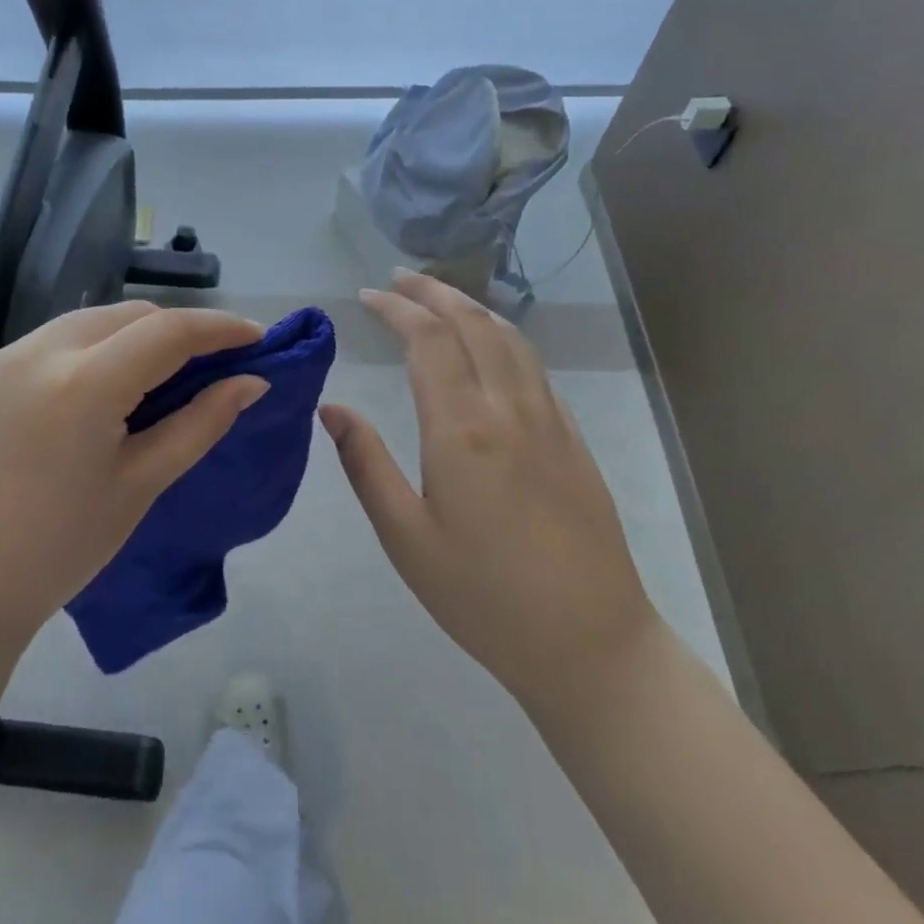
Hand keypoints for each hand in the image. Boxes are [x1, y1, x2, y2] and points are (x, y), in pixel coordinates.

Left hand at [0, 302, 267, 663]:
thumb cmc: (60, 551)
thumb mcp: (140, 485)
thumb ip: (200, 424)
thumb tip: (251, 382)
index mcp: (81, 385)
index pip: (167, 332)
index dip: (219, 328)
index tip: (255, 337)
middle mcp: (35, 353)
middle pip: (126, 315)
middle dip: (175, 330)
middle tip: (210, 362)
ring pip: (86, 322)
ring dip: (130, 337)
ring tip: (156, 375)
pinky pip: (47, 344)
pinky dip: (87, 352)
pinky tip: (95, 391)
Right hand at [319, 271, 657, 719]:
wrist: (591, 644)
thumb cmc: (482, 597)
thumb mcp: (405, 537)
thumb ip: (365, 464)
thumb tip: (331, 408)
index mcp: (462, 430)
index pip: (428, 340)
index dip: (396, 309)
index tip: (367, 296)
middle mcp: (509, 410)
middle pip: (473, 324)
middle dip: (433, 292)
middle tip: (398, 278)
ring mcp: (550, 421)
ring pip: (510, 338)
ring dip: (471, 307)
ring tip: (439, 297)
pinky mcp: (573, 440)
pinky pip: (533, 366)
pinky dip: (503, 336)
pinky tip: (489, 346)